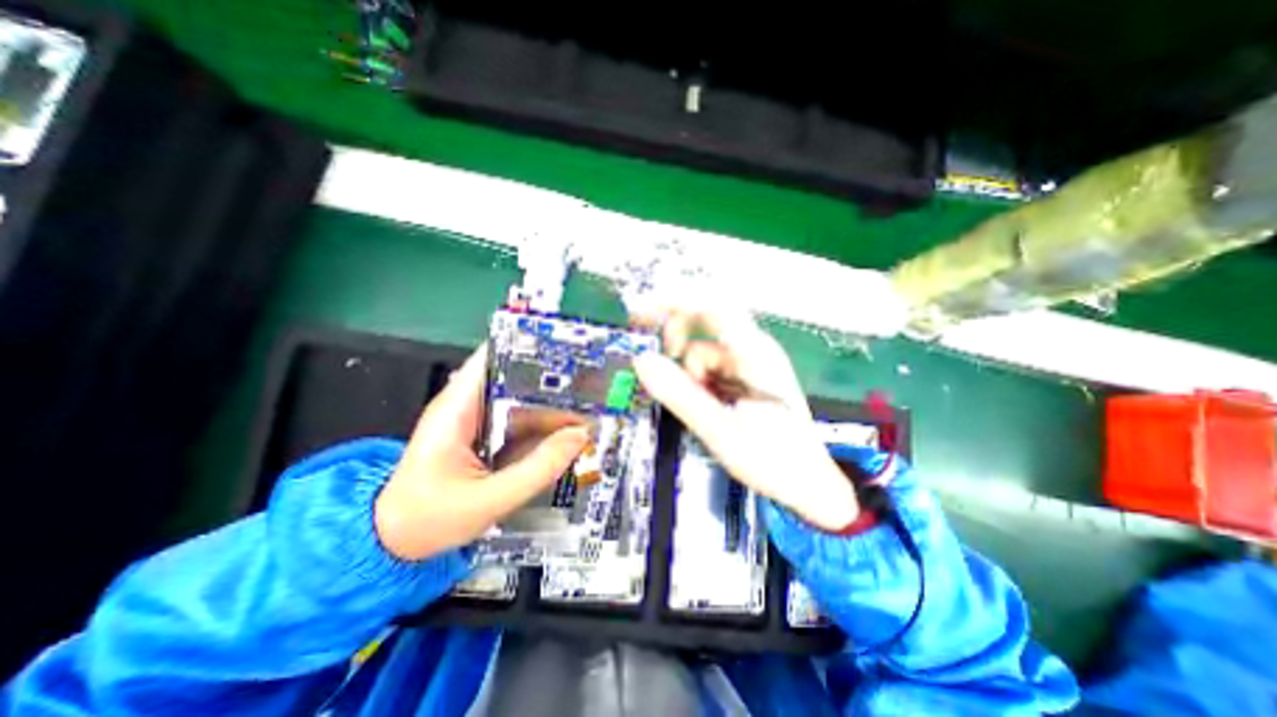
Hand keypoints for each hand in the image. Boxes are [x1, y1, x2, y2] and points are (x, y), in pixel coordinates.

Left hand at [370, 347, 588, 558]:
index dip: (528, 347)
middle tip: (591, 381)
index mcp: (457, 407)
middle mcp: (468, 405)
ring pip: (521, 400)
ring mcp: (478, 420)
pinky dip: (543, 424)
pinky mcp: (486, 436)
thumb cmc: (429, 520)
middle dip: (551, 379)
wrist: (394, 544)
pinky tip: (568, 428)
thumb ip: (537, 469)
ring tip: (590, 403)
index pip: (492, 358)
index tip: (566, 348)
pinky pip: (520, 422)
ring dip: (551, 403)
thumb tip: (580, 436)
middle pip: (515, 377)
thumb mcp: (488, 500)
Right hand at [630, 307, 856, 528]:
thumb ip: (680, 395)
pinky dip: (698, 382)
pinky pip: (710, 367)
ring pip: (703, 349)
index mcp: (754, 353)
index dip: (674, 299)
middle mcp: (752, 348)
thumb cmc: (773, 459)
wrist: (808, 484)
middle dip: (676, 337)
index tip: (640, 312)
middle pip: (705, 320)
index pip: (712, 305)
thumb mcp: (720, 430)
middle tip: (656, 363)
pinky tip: (708, 408)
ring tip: (701, 409)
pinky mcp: (744, 376)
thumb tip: (642, 360)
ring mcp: (749, 361)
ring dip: (689, 373)